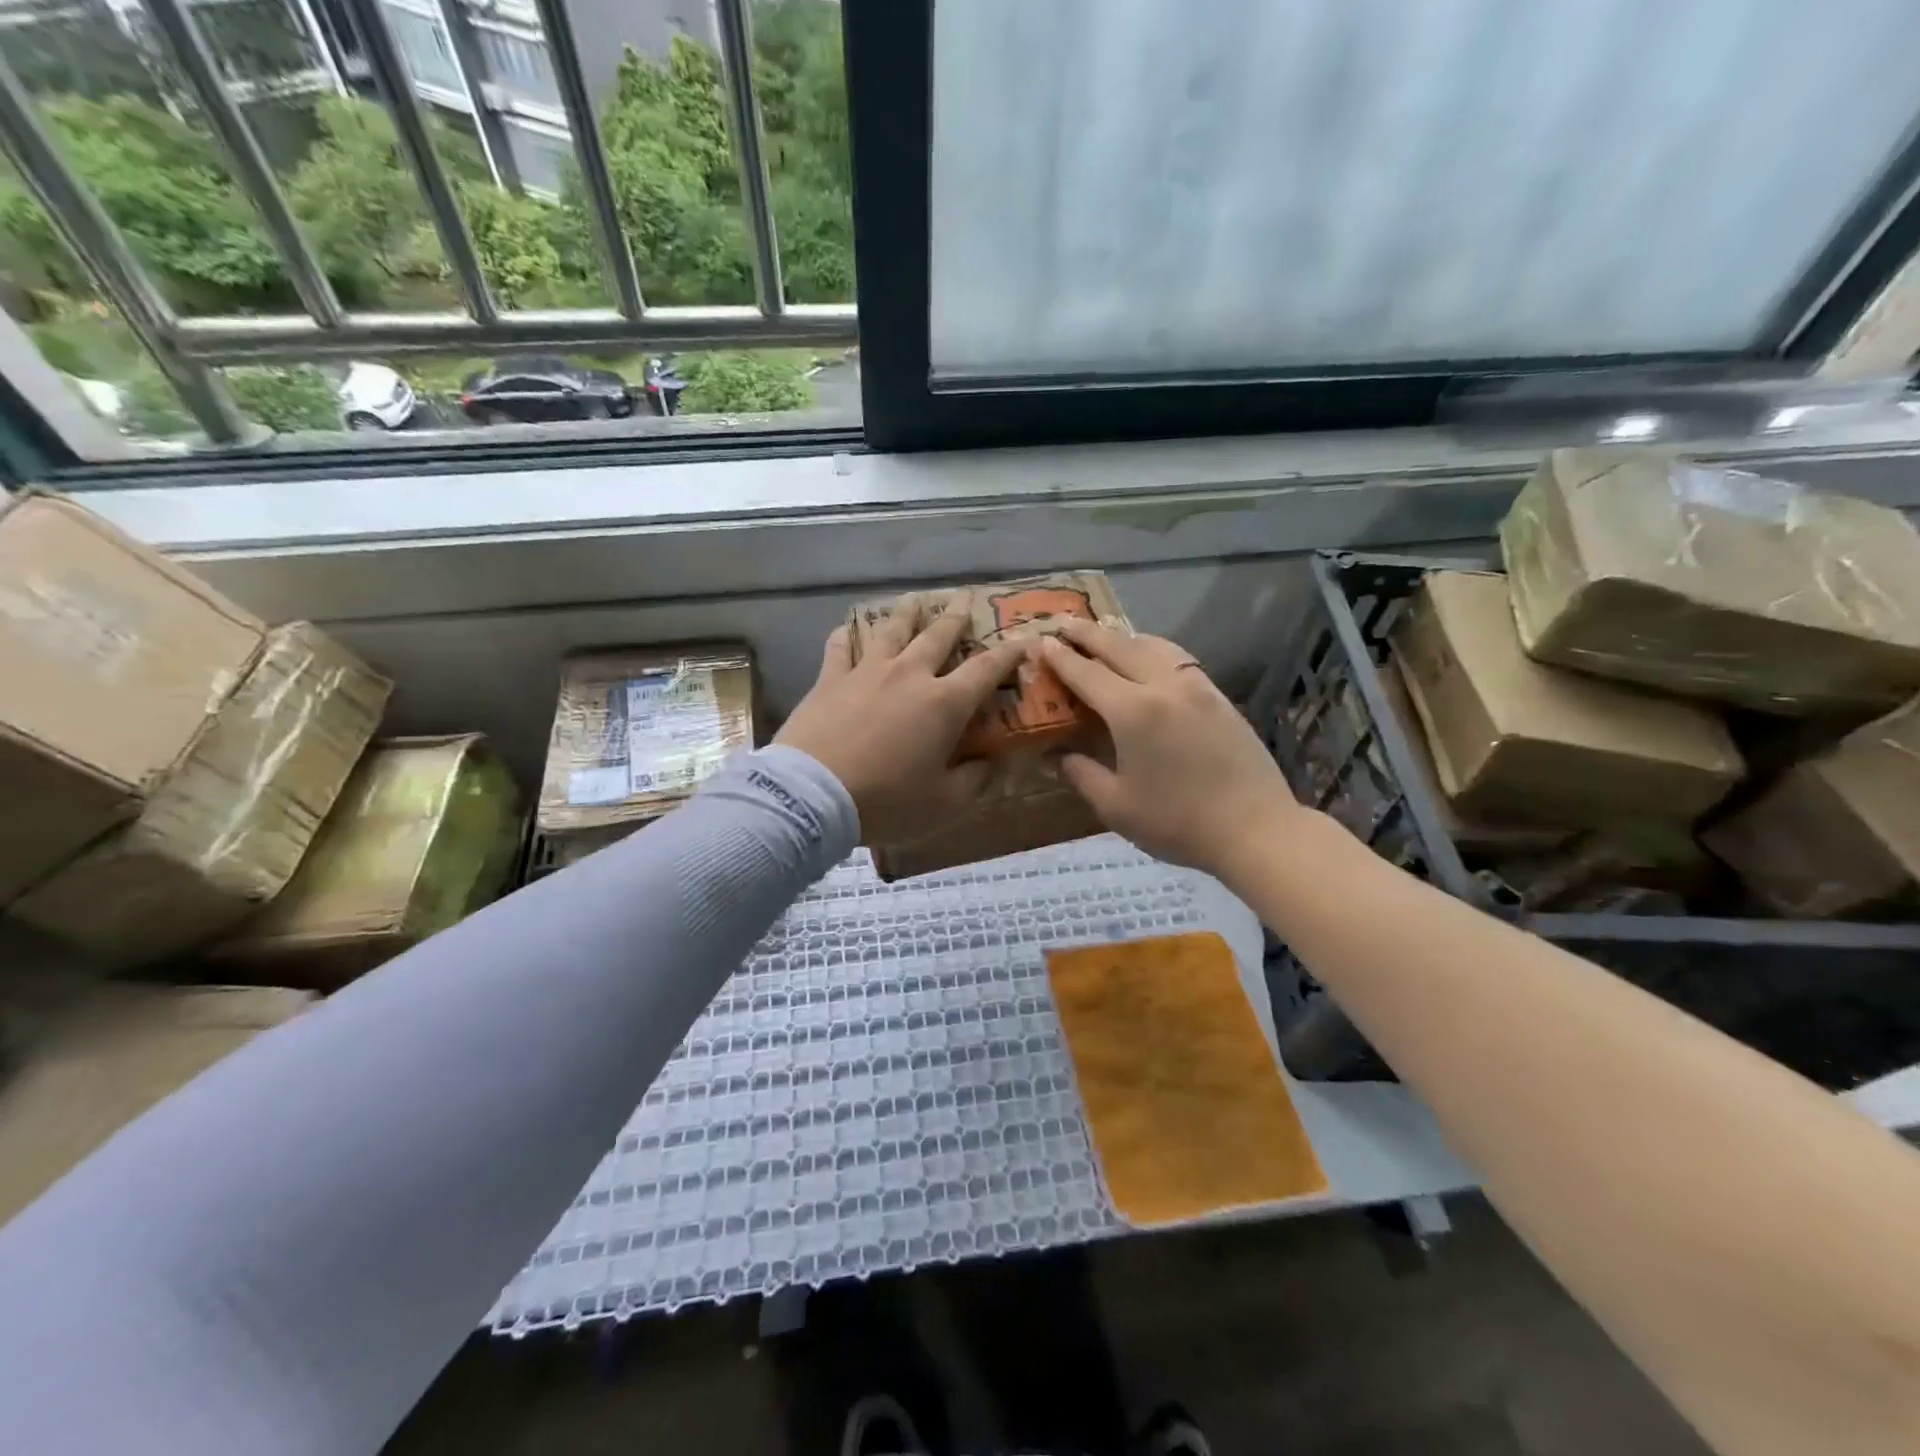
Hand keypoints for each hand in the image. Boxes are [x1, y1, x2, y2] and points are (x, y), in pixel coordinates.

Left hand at [777, 595, 1022, 844]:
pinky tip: (848, 630)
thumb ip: (974, 780)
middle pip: (939, 636)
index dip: (1008, 654)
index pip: (986, 669)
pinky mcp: (830, 679)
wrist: (813, 795)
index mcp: (945, 703)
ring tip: (916, 600)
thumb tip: (992, 763)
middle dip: (957, 619)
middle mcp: (910, 675)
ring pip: (892, 630)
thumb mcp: (944, 804)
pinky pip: (840, 648)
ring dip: (908, 614)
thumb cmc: (887, 800)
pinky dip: (847, 637)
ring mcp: (867, 672)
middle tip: (964, 603)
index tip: (1022, 640)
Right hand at [1040, 619, 1303, 882]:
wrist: (1255, 829)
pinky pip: (1178, 658)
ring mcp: (1196, 687)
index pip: (1087, 673)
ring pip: (1153, 646)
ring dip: (1123, 637)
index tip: (1040, 642)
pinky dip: (1153, 648)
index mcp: (1132, 711)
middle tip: (1064, 624)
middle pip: (1119, 647)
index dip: (1060, 658)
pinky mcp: (1218, 696)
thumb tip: (1053, 756)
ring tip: (1105, 635)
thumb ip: (1081, 774)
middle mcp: (1163, 686)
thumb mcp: (1116, 806)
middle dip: (1088, 634)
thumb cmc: (1177, 822)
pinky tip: (1150, 657)